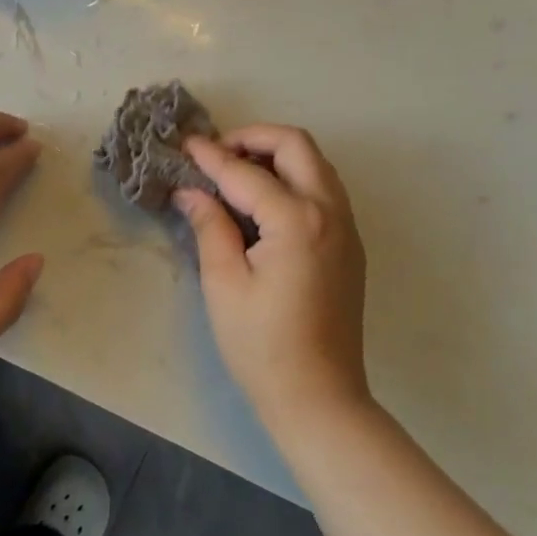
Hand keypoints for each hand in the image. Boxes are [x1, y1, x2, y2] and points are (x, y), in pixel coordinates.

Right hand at [177, 125, 369, 431]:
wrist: (320, 397)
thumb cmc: (262, 346)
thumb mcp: (224, 284)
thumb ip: (210, 226)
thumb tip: (192, 191)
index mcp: (296, 220)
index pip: (246, 172)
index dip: (211, 156)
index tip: (185, 145)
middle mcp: (330, 211)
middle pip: (296, 145)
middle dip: (254, 138)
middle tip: (218, 154)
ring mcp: (347, 226)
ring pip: (315, 163)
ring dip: (278, 155)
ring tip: (238, 172)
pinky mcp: (350, 244)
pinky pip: (324, 189)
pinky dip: (295, 177)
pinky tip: (266, 201)